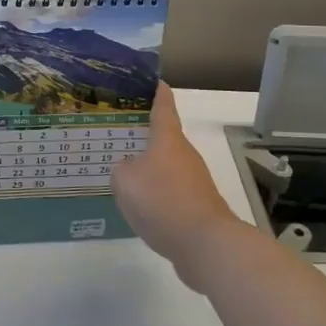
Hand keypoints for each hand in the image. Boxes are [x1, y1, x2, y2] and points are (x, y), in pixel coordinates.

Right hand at [111, 85, 247, 288]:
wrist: (205, 244)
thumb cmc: (162, 200)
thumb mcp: (125, 180)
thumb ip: (122, 168)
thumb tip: (130, 168)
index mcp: (168, 139)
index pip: (164, 107)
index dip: (158, 93)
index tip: (155, 81)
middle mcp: (184, 155)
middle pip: (165, 138)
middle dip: (145, 135)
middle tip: (120, 132)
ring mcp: (195, 181)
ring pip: (167, 166)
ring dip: (150, 166)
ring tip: (124, 172)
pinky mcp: (197, 206)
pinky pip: (171, 191)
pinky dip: (157, 193)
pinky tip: (141, 206)